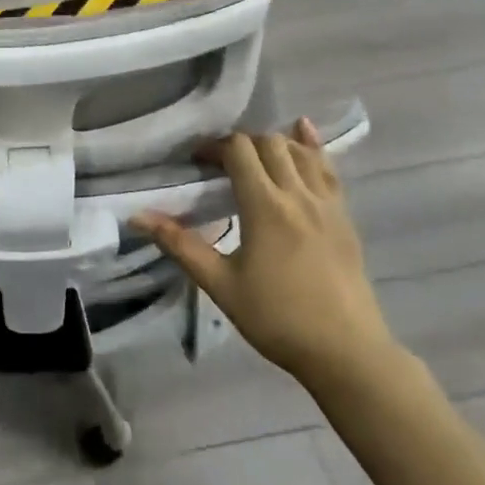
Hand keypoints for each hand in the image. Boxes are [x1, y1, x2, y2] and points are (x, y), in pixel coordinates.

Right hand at [135, 119, 396, 394]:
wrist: (347, 353)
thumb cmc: (277, 318)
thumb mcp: (220, 284)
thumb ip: (180, 245)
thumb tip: (137, 217)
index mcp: (265, 206)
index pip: (239, 150)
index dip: (215, 147)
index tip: (197, 162)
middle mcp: (297, 194)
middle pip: (269, 143)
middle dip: (241, 144)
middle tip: (222, 164)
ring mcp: (327, 204)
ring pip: (300, 151)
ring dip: (274, 144)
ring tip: (255, 157)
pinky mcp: (345, 217)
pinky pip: (329, 169)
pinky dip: (313, 147)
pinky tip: (304, 132)